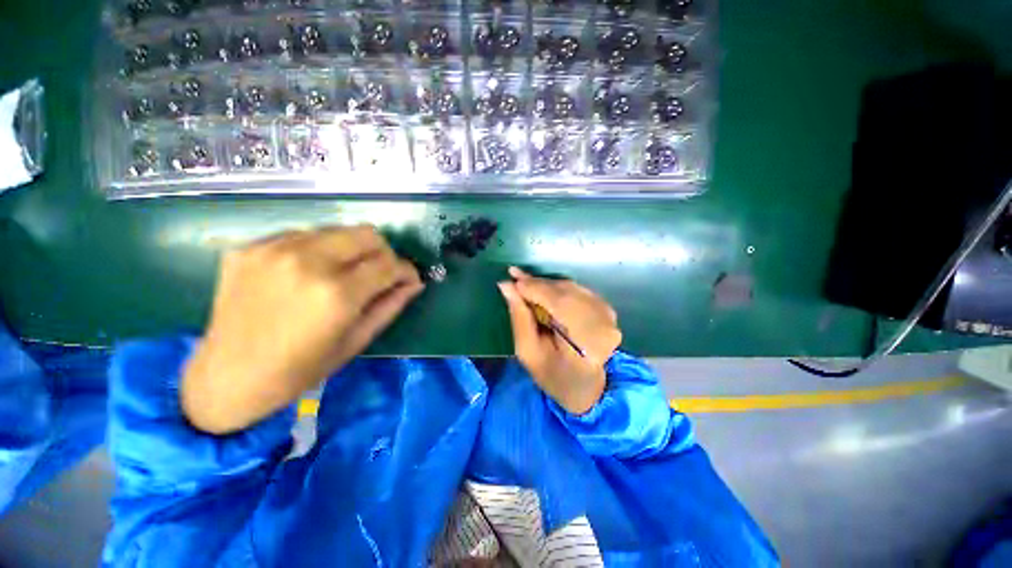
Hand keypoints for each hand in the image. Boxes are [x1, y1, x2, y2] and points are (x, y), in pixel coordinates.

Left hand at [182, 226, 422, 433]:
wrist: (227, 376)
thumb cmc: (300, 369)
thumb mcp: (356, 341)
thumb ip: (390, 306)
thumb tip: (414, 283)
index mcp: (337, 294)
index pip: (390, 263)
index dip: (406, 271)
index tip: (407, 280)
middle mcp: (307, 262)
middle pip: (368, 234)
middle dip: (383, 253)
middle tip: (378, 274)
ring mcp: (274, 250)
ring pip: (337, 230)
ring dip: (351, 250)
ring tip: (342, 274)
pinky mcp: (250, 247)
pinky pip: (303, 235)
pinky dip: (318, 250)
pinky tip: (308, 273)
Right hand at [499, 267, 621, 414]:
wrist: (586, 389)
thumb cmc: (554, 377)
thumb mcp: (529, 352)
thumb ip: (520, 317)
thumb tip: (507, 286)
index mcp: (587, 341)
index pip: (559, 303)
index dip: (534, 288)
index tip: (511, 278)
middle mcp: (603, 323)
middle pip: (566, 291)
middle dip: (538, 283)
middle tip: (514, 276)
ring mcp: (608, 315)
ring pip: (571, 288)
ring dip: (546, 284)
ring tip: (525, 283)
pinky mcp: (606, 310)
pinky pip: (578, 290)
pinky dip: (558, 288)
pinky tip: (543, 290)